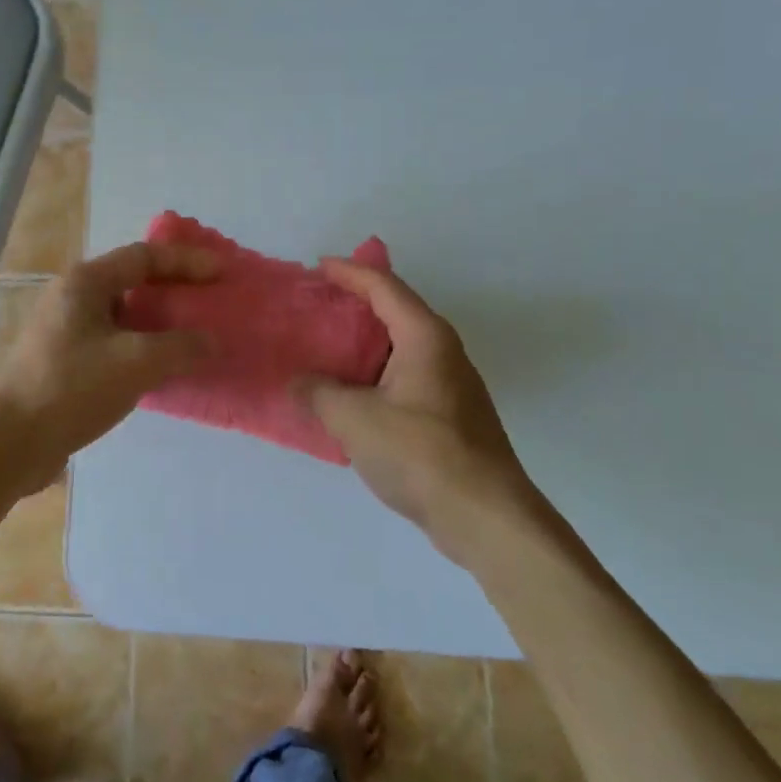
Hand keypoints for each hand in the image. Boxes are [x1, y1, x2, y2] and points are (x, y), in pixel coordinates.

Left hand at [0, 240, 217, 490]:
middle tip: (211, 300)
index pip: (145, 256)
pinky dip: (143, 346)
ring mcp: (66, 329)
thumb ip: (181, 347)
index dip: (187, 261)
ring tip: (195, 333)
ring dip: (160, 321)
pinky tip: (164, 366)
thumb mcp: (136, 363)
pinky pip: (114, 341)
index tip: (223, 272)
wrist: (12, 443)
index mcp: (86, 282)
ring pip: (124, 314)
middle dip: (175, 288)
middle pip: (133, 280)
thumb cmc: (72, 389)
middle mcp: (73, 297)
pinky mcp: (65, 360)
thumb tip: (211, 341)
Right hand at [301, 260, 537, 564]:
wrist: (485, 515)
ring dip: (363, 344)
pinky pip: (404, 377)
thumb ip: (318, 393)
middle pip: (395, 312)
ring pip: (399, 348)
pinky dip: (374, 375)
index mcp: (424, 336)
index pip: (384, 286)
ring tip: (324, 348)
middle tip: (315, 305)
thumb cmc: (420, 453)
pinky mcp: (450, 415)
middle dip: (355, 305)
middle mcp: (443, 350)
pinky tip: (349, 395)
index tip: (318, 266)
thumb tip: (295, 382)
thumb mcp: (354, 419)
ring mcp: (450, 384)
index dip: (349, 272)